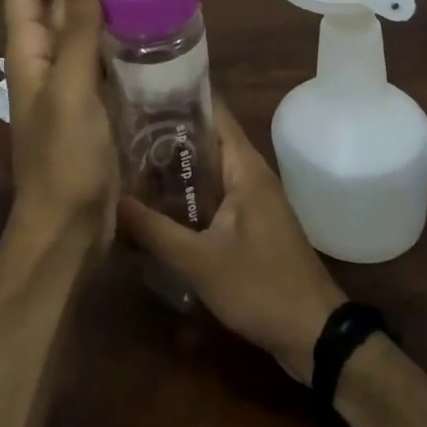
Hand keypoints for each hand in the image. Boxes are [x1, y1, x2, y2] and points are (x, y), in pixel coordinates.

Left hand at [2, 0, 118, 252]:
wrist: (69, 231)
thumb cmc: (65, 161)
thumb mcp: (72, 91)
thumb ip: (78, 32)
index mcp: (27, 53)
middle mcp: (43, 61)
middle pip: (55, 5)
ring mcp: (67, 83)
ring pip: (81, 30)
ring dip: (104, 8)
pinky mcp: (90, 103)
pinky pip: (101, 58)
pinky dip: (118, 39)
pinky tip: (149, 37)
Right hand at [118, 101, 346, 382]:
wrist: (315, 335)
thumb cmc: (260, 286)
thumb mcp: (199, 261)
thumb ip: (154, 230)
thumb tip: (111, 200)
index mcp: (244, 166)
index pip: (212, 110)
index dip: (178, 96)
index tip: (139, 91)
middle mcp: (250, 172)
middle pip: (206, 137)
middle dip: (167, 133)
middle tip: (122, 128)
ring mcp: (252, 197)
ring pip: (208, 167)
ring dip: (176, 165)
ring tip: (130, 159)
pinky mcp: (251, 222)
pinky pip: (214, 192)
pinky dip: (188, 191)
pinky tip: (158, 202)